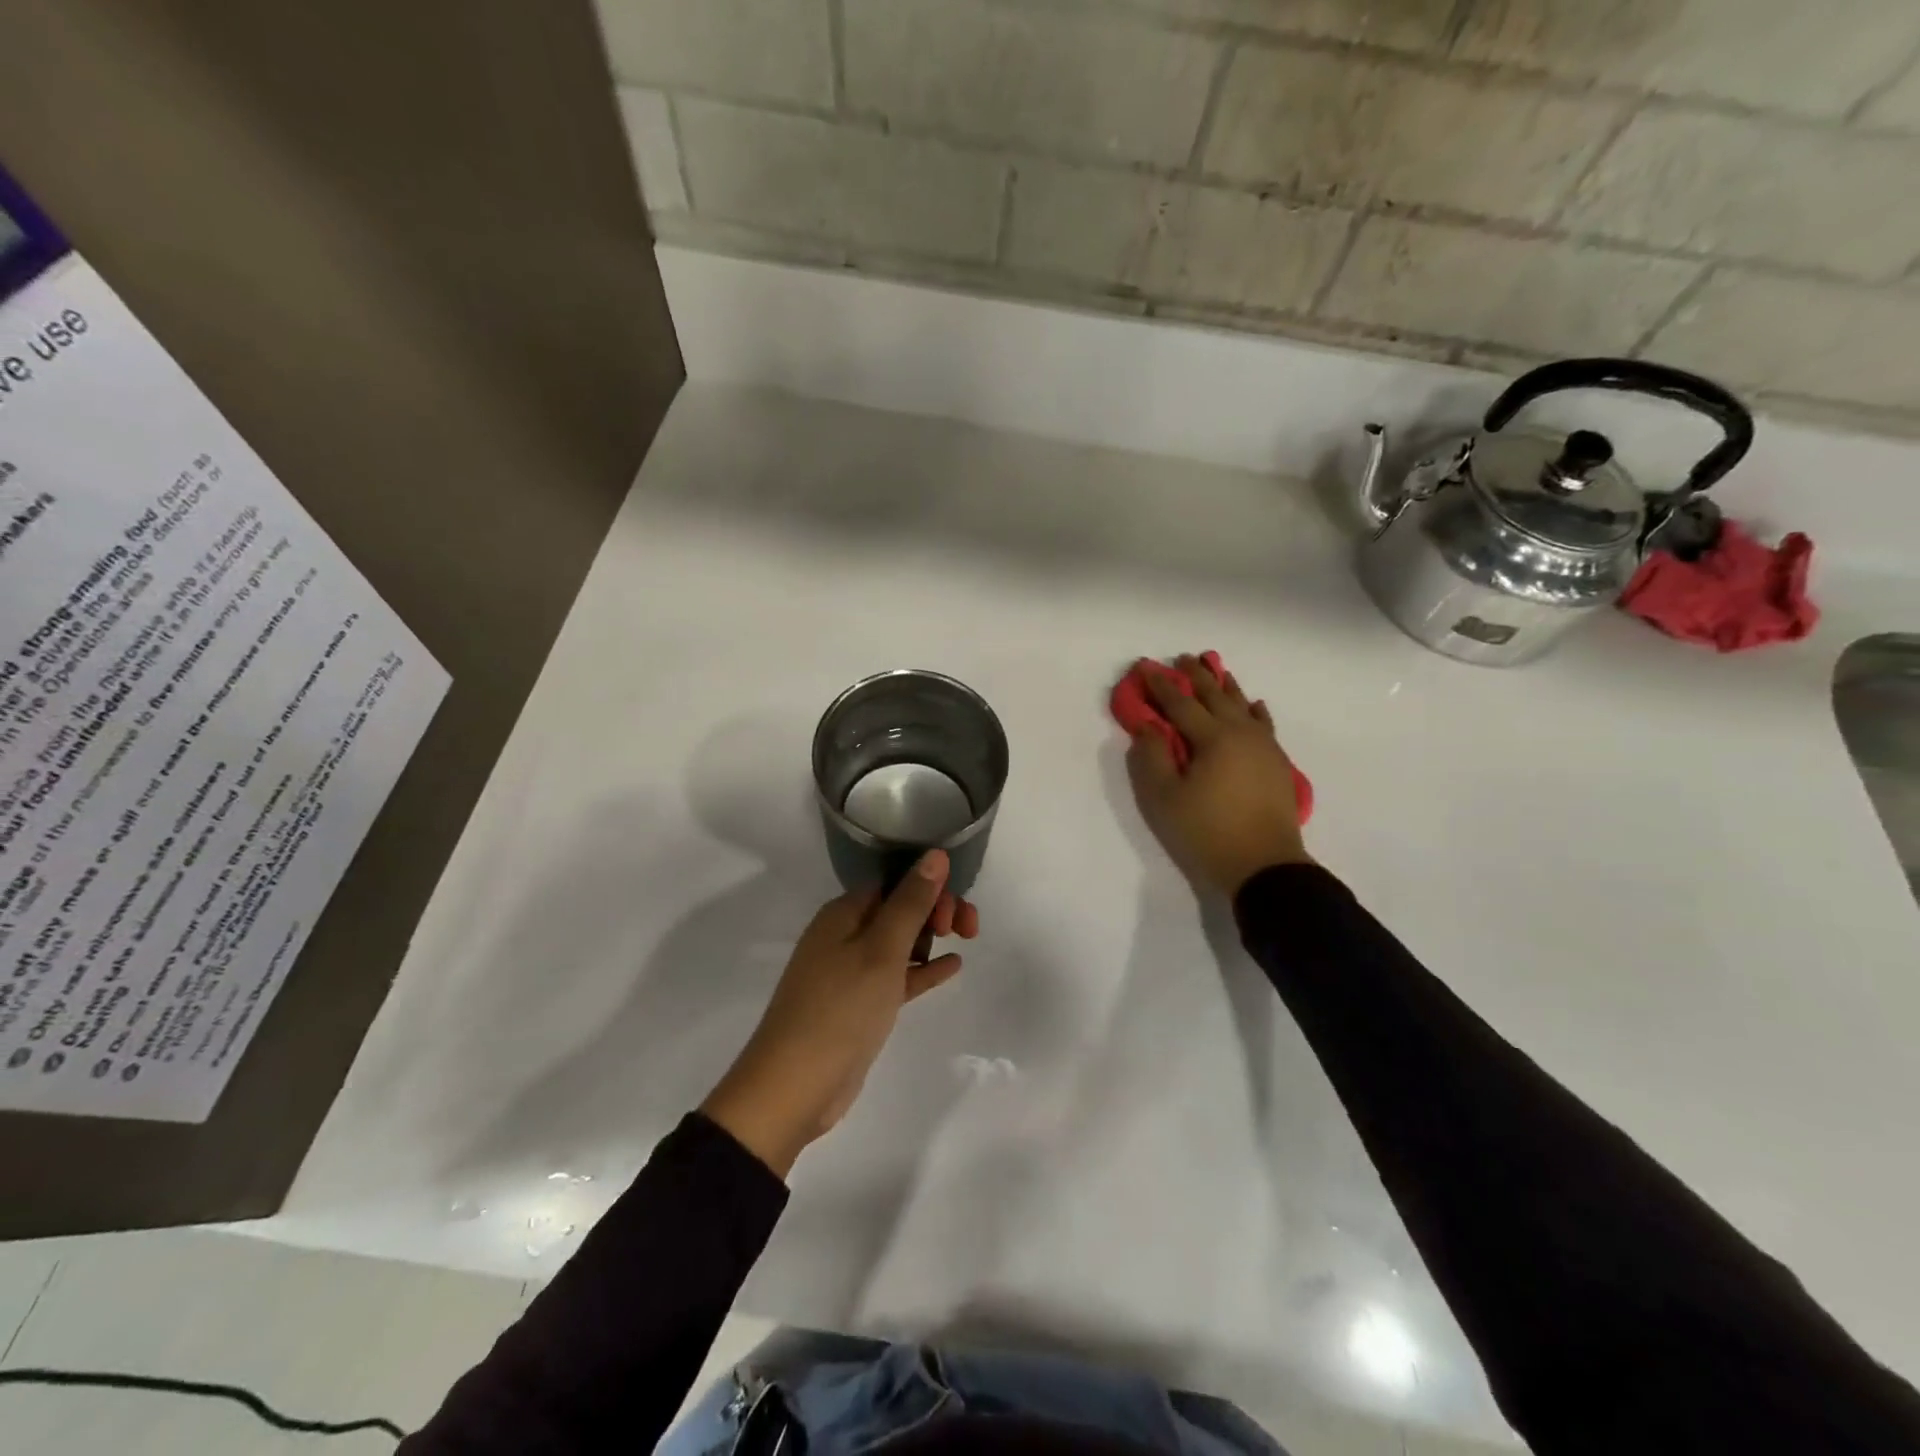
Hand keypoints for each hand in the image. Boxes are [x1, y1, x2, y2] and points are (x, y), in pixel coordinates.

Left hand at [700, 850, 979, 1176]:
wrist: (794, 1087)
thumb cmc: (840, 1009)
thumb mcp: (882, 950)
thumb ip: (911, 902)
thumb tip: (936, 854)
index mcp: (843, 913)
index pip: (893, 883)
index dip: (928, 888)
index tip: (955, 911)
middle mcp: (844, 935)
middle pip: (898, 909)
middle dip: (934, 911)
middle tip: (965, 929)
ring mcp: (850, 972)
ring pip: (899, 942)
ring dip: (931, 937)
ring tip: (965, 940)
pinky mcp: (859, 1005)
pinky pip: (897, 976)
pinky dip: (922, 969)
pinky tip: (952, 966)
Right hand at [1126, 654, 1310, 896]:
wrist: (1265, 867)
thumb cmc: (1207, 832)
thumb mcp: (1164, 798)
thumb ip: (1152, 757)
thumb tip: (1149, 726)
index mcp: (1213, 738)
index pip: (1180, 704)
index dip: (1160, 685)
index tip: (1145, 666)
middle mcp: (1242, 733)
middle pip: (1216, 696)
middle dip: (1196, 676)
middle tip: (1182, 658)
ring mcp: (1265, 747)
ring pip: (1243, 705)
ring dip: (1226, 686)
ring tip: (1216, 670)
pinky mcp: (1277, 764)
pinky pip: (1264, 724)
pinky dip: (1255, 710)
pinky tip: (1254, 705)